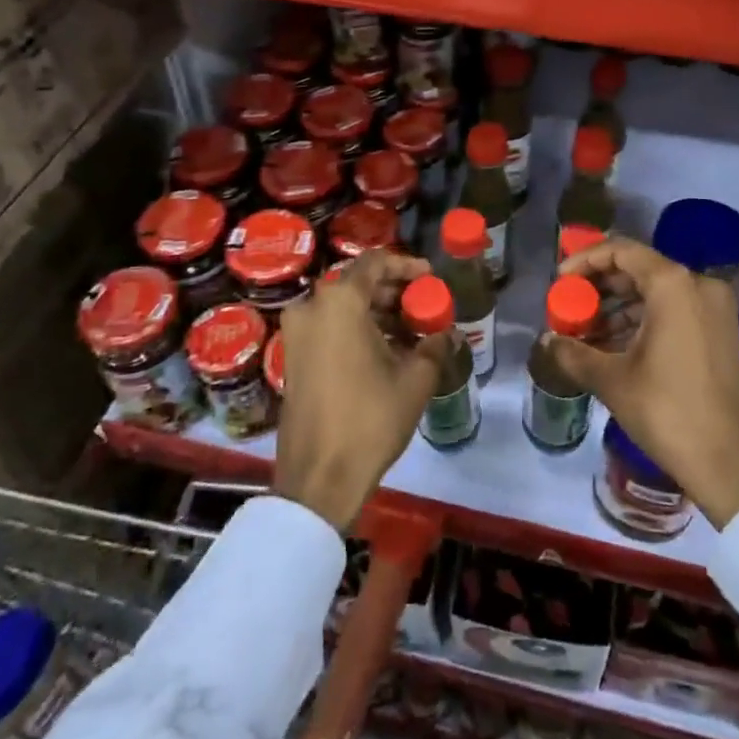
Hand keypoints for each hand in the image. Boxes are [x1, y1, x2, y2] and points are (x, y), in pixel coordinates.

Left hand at [272, 250, 442, 531]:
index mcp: (339, 301)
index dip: (406, 265)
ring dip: (376, 312)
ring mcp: (296, 333)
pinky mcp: (292, 357)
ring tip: (410, 331)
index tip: (429, 277)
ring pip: (342, 306)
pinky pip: (328, 327)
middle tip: (422, 305)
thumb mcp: (414, 380)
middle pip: (357, 282)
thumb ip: (433, 346)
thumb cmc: (370, 419)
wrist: (319, 476)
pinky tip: (384, 350)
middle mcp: (312, 307)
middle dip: (393, 291)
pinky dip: (355, 329)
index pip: (375, 262)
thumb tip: (446, 334)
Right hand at [554, 238, 738, 528]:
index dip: (584, 260)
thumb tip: (546, 342)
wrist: (736, 465)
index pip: (621, 251)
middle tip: (570, 309)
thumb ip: (574, 353)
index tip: (560, 282)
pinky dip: (643, 322)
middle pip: (639, 270)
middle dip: (600, 287)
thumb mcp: (613, 381)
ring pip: (657, 293)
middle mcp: (699, 286)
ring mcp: (715, 310)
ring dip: (619, 308)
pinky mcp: (722, 333)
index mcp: (674, 285)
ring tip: (586, 334)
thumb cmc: (669, 412)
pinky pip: (675, 312)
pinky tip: (614, 348)